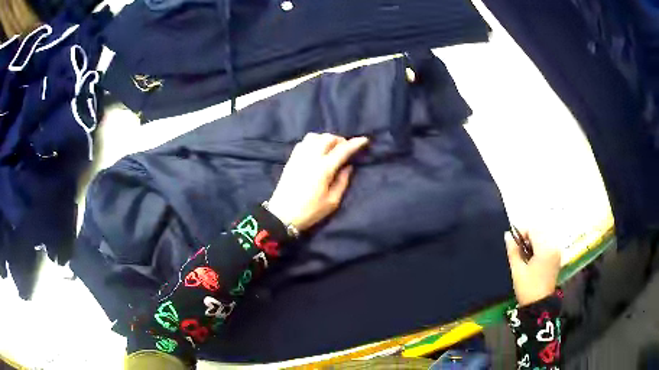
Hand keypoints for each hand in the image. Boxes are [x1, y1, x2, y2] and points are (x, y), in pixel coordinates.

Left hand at [267, 133, 368, 231]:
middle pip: (328, 138)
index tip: (364, 140)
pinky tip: (316, 150)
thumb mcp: (332, 201)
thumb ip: (342, 181)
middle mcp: (311, 157)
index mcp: (323, 168)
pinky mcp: (291, 159)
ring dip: (325, 139)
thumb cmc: (310, 211)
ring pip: (314, 136)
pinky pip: (303, 142)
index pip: (342, 150)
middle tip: (345, 149)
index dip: (355, 143)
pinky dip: (313, 141)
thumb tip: (348, 166)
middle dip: (340, 140)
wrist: (282, 215)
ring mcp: (299, 156)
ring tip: (331, 148)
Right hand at [505, 230, 560, 306]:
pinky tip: (532, 258)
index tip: (513, 242)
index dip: (521, 232)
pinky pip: (547, 243)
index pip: (533, 229)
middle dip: (527, 236)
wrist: (539, 305)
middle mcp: (554, 246)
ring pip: (543, 237)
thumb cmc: (527, 288)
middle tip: (517, 249)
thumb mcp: (517, 270)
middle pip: (539, 231)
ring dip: (533, 241)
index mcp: (545, 248)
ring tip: (524, 254)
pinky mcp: (557, 256)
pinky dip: (539, 246)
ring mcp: (557, 251)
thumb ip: (513, 250)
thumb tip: (507, 235)